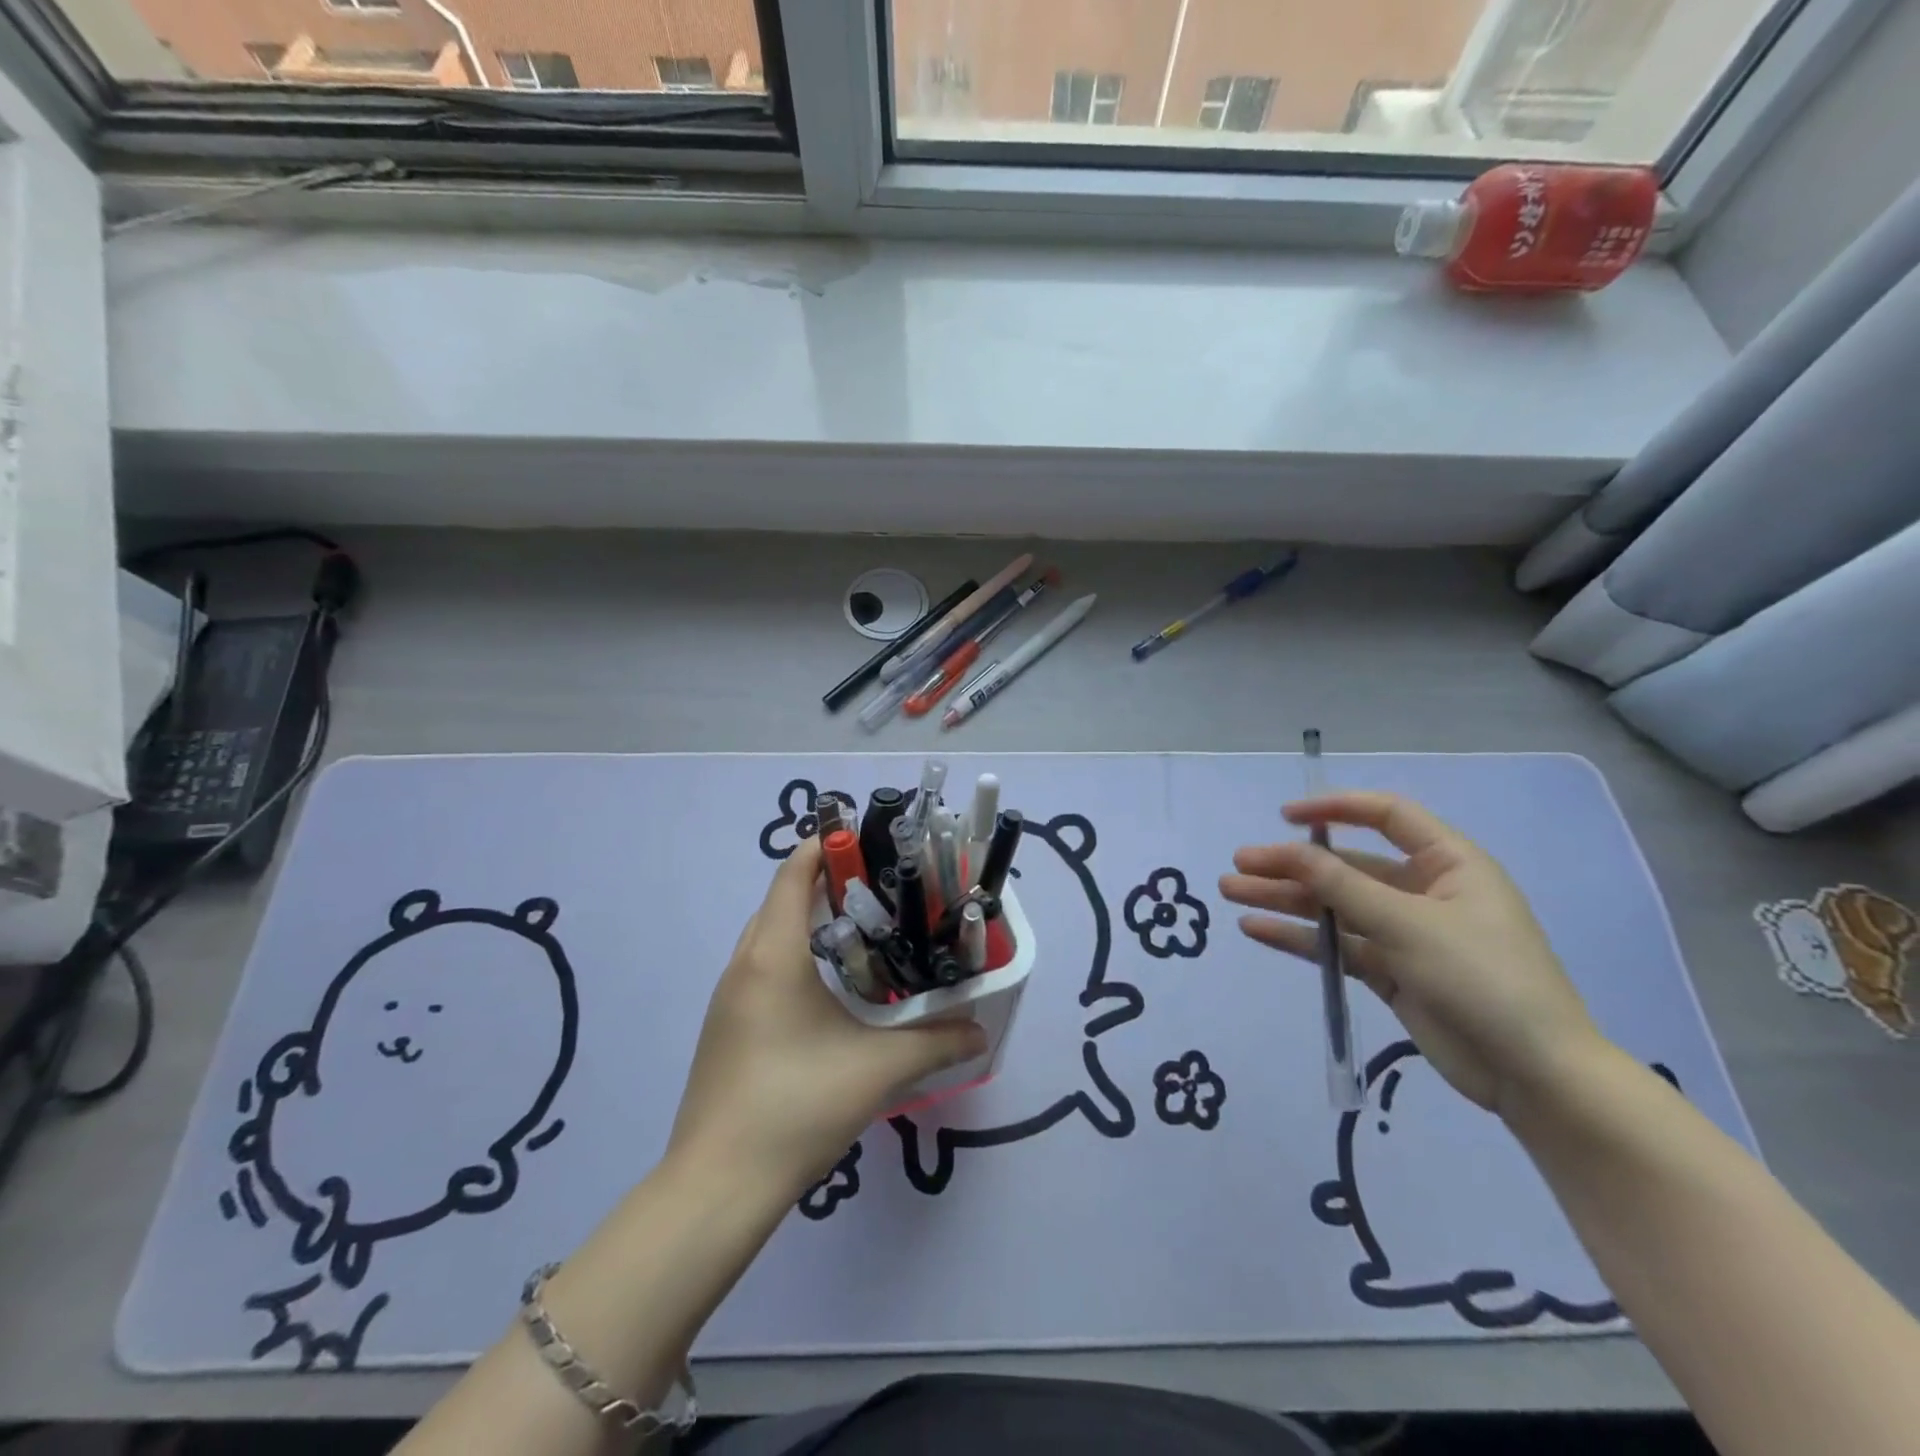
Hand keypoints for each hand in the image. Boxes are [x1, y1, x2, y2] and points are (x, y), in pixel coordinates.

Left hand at [669, 838, 986, 1197]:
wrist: (716, 1187)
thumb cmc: (796, 1107)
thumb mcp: (877, 1070)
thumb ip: (936, 1043)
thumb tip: (980, 1031)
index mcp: (773, 956)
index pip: (793, 874)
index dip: (825, 846)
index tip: (866, 840)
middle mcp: (744, 966)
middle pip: (781, 900)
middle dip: (826, 882)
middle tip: (880, 888)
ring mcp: (728, 999)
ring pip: (769, 936)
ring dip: (809, 921)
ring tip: (862, 932)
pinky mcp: (726, 1028)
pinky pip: (761, 969)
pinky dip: (794, 956)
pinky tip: (829, 990)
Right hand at [1219, 791, 1604, 1115]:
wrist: (1535, 1075)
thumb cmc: (1483, 978)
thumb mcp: (1408, 924)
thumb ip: (1342, 886)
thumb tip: (1289, 850)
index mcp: (1448, 864)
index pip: (1386, 817)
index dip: (1334, 809)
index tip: (1285, 817)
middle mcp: (1424, 891)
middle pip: (1346, 866)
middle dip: (1291, 865)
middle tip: (1239, 865)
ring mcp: (1405, 933)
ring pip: (1334, 906)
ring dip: (1285, 900)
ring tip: (1232, 894)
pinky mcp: (1390, 972)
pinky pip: (1337, 945)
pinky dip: (1299, 937)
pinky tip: (1256, 929)